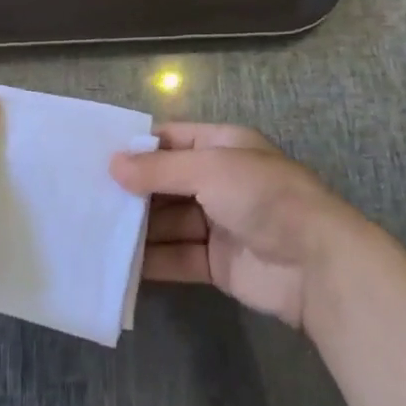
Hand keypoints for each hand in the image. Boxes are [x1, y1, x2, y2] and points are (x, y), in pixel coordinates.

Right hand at [110, 124, 367, 332]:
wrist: (317, 265)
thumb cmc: (263, 197)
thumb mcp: (209, 169)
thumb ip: (159, 169)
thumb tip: (113, 165)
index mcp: (222, 146)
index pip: (172, 139)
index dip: (138, 146)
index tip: (99, 156)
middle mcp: (219, 181)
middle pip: (167, 182)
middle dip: (134, 189)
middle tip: (88, 196)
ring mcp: (219, 223)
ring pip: (168, 221)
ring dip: (138, 227)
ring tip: (95, 230)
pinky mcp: (218, 263)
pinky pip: (178, 256)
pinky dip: (153, 260)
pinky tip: (120, 264)